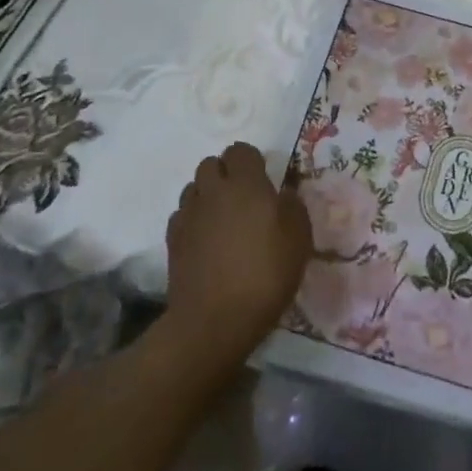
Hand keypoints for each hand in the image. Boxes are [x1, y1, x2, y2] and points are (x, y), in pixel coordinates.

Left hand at [165, 142, 311, 355]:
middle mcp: (213, 191)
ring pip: (193, 188)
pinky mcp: (172, 240)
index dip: (251, 160)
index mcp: (246, 184)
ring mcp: (189, 215)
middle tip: (243, 197)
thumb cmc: (265, 274)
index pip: (240, 150)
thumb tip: (282, 194)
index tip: (263, 179)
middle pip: (211, 164)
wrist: (214, 320)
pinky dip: (193, 219)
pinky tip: (205, 239)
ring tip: (222, 217)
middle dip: (225, 173)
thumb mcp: (299, 239)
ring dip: (207, 194)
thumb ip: (293, 206)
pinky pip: (182, 215)